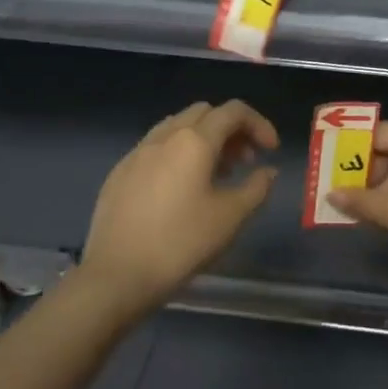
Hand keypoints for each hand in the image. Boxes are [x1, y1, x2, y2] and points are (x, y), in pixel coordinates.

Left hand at [81, 100, 277, 316]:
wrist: (116, 276)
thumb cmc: (181, 243)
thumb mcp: (231, 217)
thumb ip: (256, 187)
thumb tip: (267, 171)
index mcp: (194, 141)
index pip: (233, 112)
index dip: (259, 124)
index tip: (271, 150)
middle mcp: (164, 136)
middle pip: (204, 113)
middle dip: (231, 129)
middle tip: (245, 160)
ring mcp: (137, 153)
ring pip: (177, 127)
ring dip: (203, 139)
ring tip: (215, 174)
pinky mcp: (119, 173)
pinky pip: (155, 148)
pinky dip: (177, 154)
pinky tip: (180, 189)